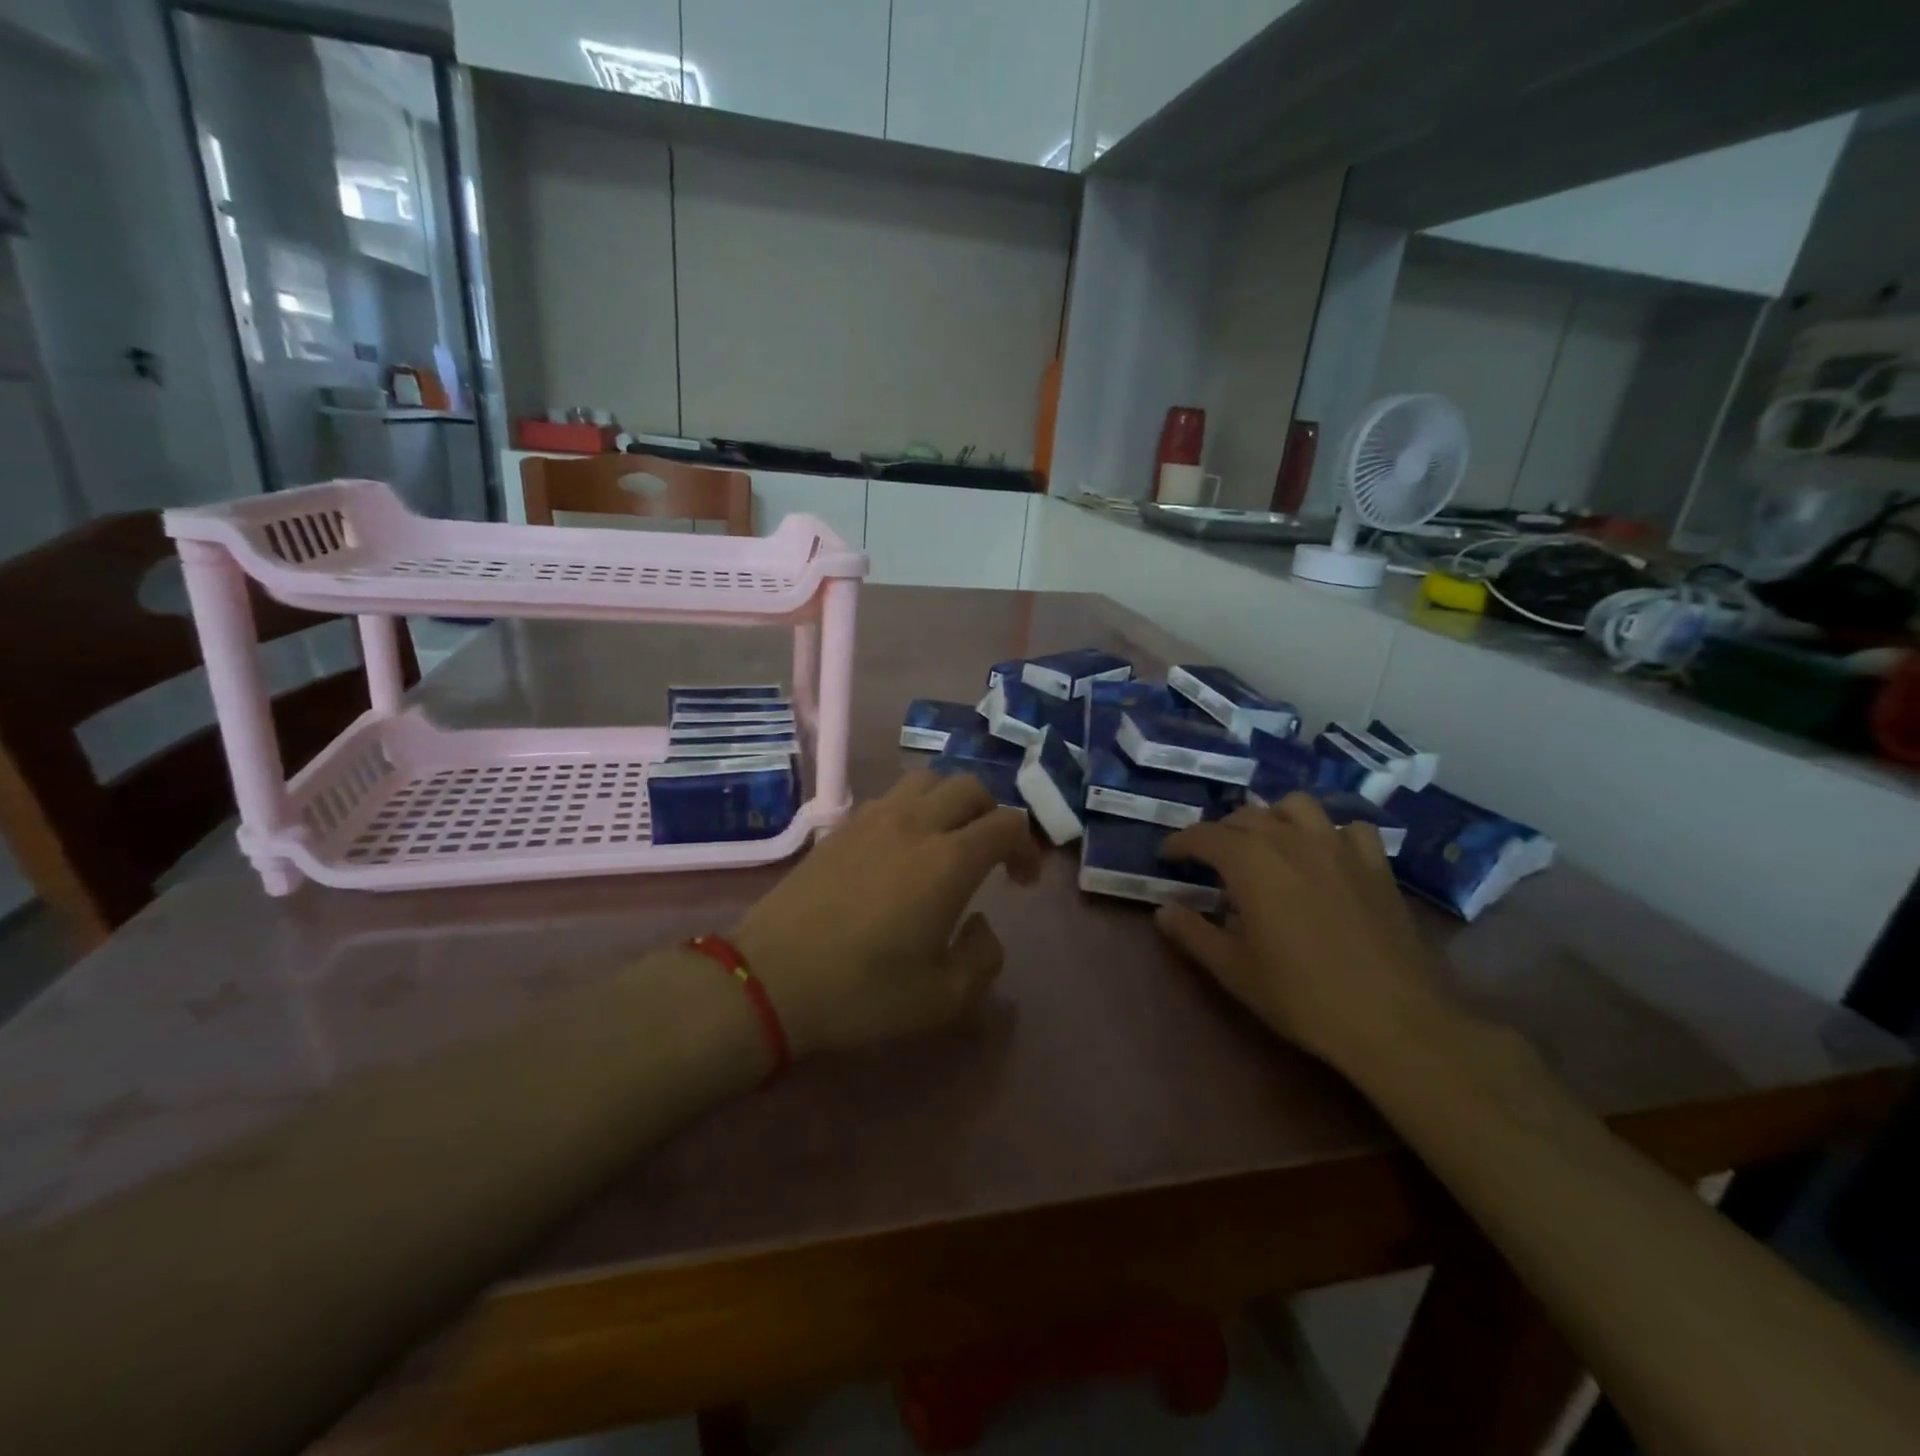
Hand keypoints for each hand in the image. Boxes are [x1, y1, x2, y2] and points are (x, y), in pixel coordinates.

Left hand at [731, 769, 1042, 1057]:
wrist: (769, 981)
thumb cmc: (862, 993)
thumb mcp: (944, 999)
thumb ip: (983, 957)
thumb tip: (981, 923)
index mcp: (947, 859)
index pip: (1007, 823)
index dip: (1027, 847)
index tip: (1022, 882)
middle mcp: (914, 824)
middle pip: (969, 787)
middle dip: (993, 813)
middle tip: (992, 855)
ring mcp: (872, 819)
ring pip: (926, 780)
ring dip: (950, 801)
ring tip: (948, 840)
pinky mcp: (840, 828)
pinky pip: (890, 797)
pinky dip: (913, 808)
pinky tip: (903, 849)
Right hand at [1155, 794, 1448, 1076]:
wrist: (1393, 1019)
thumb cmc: (1301, 995)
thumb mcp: (1233, 970)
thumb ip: (1192, 933)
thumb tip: (1163, 910)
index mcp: (1250, 861)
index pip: (1204, 835)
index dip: (1181, 843)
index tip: (1168, 856)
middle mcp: (1291, 839)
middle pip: (1245, 816)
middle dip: (1221, 832)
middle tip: (1211, 859)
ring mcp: (1338, 846)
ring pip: (1296, 806)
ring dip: (1273, 817)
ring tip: (1266, 844)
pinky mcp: (1375, 864)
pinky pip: (1348, 828)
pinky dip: (1330, 833)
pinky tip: (1325, 856)